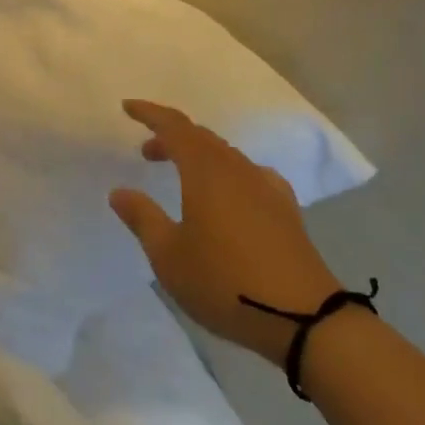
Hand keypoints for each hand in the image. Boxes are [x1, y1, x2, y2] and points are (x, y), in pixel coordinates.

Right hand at [110, 99, 341, 367]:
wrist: (305, 317)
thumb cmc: (225, 283)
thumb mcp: (169, 256)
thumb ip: (143, 218)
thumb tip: (119, 192)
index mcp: (205, 170)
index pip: (173, 126)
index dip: (149, 113)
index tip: (127, 107)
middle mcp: (235, 168)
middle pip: (200, 137)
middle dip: (171, 137)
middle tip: (147, 152)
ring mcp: (265, 186)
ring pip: (225, 155)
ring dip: (198, 156)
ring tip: (181, 176)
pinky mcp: (285, 209)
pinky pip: (249, 175)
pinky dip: (228, 174)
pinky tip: (230, 196)